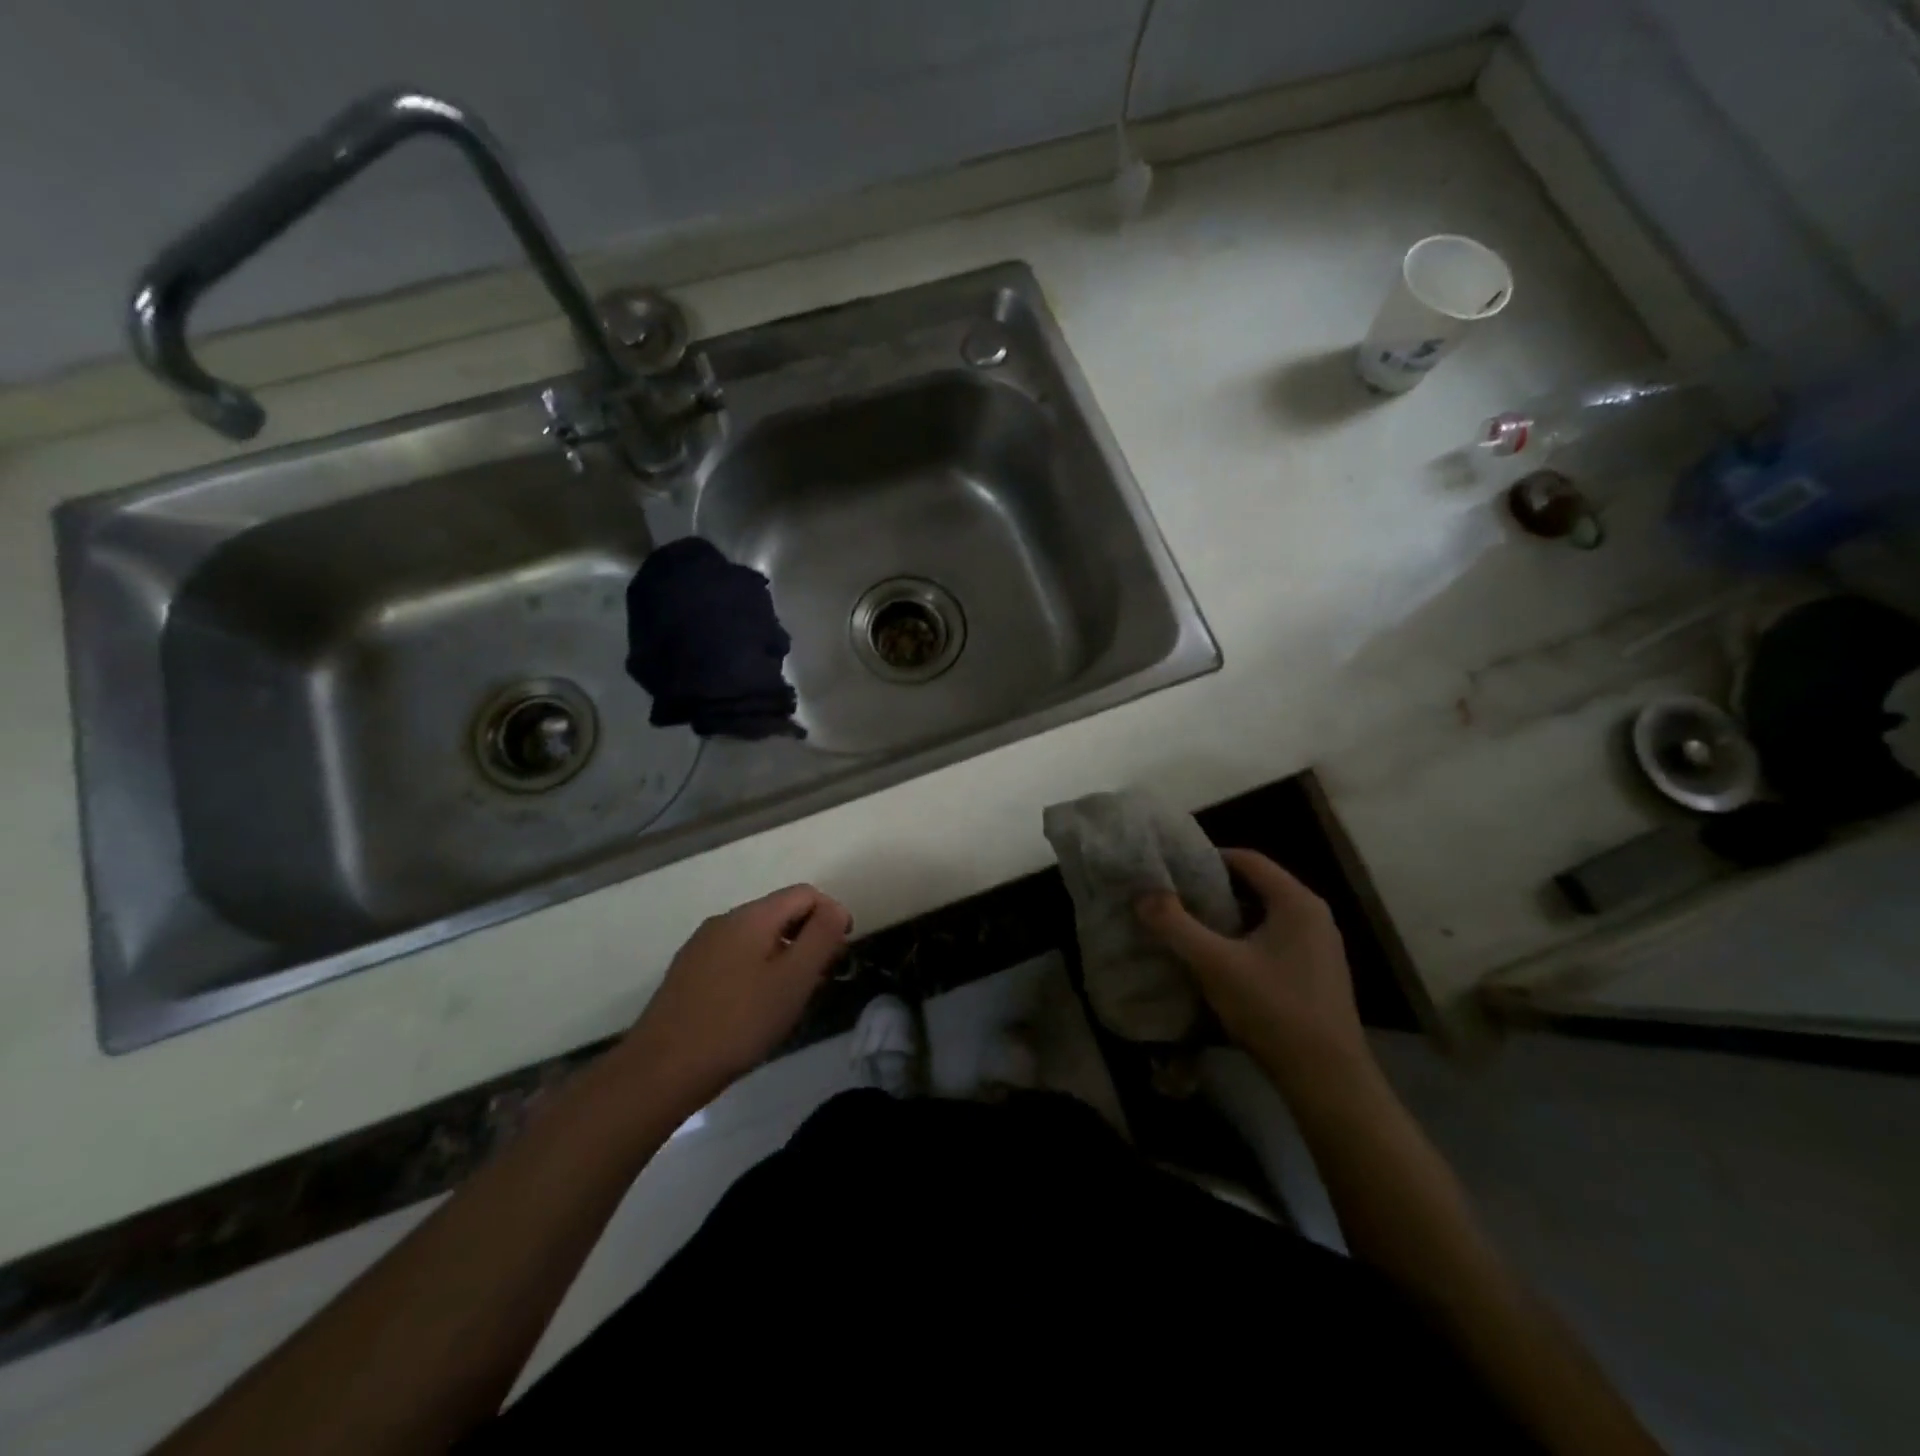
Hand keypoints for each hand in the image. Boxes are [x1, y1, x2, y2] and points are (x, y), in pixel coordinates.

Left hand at [616, 884, 851, 1109]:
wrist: (661, 1070)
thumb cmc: (739, 1022)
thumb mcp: (793, 979)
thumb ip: (821, 937)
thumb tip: (835, 909)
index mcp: (751, 916)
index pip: (805, 894)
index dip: (832, 915)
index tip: (841, 953)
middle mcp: (724, 921)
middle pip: (780, 913)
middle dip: (809, 938)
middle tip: (822, 979)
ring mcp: (702, 947)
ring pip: (758, 938)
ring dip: (785, 957)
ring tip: (793, 997)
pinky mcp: (689, 974)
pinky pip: (736, 958)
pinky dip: (759, 970)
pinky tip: (758, 1007)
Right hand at [1134, 849, 1368, 1081]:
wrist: (1327, 1080)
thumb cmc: (1273, 1010)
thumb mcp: (1215, 964)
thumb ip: (1175, 925)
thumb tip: (1143, 894)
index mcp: (1296, 902)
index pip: (1248, 859)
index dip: (1208, 857)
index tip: (1173, 866)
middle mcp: (1313, 916)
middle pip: (1256, 885)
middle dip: (1213, 888)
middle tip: (1174, 894)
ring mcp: (1320, 946)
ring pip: (1264, 915)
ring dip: (1227, 916)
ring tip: (1188, 924)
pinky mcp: (1317, 973)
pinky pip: (1274, 939)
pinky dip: (1244, 939)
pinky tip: (1218, 959)